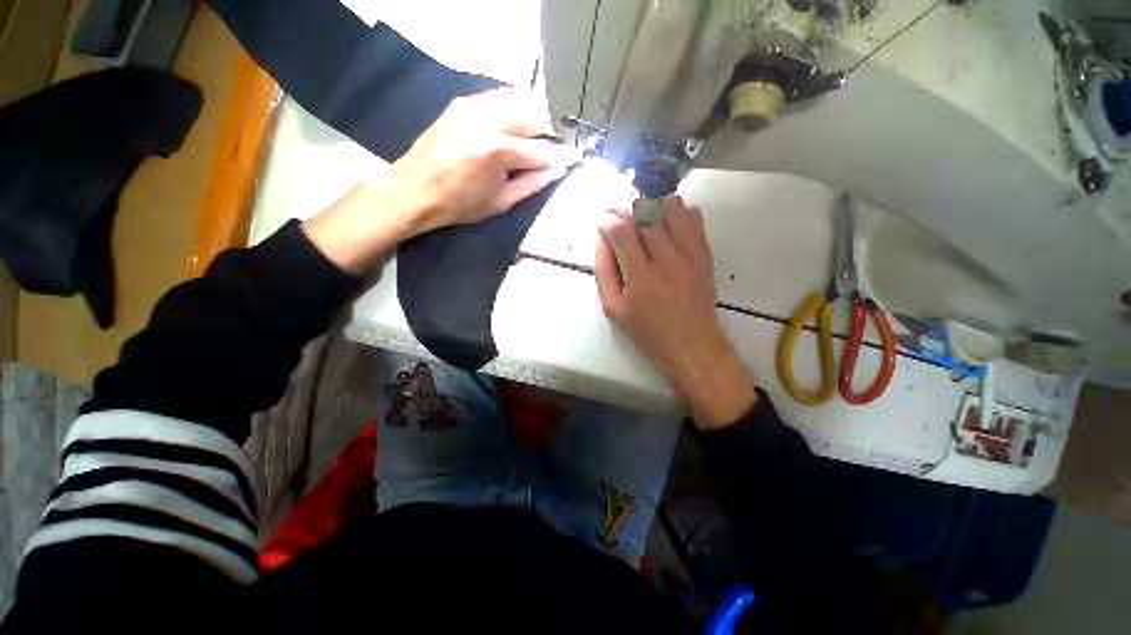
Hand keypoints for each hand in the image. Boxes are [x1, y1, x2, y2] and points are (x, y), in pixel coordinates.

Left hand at [303, 89, 579, 273]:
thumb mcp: (500, 203)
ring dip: (536, 114)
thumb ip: (531, 184)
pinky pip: (499, 97)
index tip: (574, 157)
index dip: (560, 156)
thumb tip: (556, 172)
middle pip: (532, 115)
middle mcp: (485, 120)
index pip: (539, 150)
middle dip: (552, 129)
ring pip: (517, 99)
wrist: (412, 190)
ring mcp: (472, 106)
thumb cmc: (458, 205)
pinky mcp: (462, 102)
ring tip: (545, 133)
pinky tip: (522, 123)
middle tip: (561, 144)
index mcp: (495, 151)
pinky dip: (516, 107)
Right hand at [595, 197, 756, 428]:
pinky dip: (677, 213)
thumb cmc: (648, 332)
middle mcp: (666, 258)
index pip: (620, 230)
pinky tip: (667, 227)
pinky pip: (693, 217)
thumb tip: (601, 241)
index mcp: (640, 276)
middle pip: (643, 213)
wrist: (692, 344)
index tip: (602, 224)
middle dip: (623, 209)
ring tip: (642, 221)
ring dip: (652, 208)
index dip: (606, 221)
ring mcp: (689, 253)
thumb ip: (604, 272)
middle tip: (616, 217)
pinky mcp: (704, 253)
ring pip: (670, 207)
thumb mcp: (614, 309)